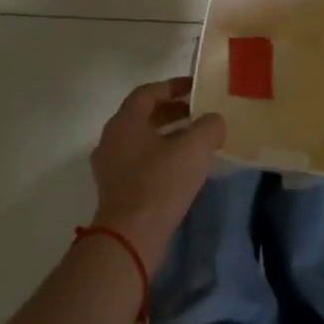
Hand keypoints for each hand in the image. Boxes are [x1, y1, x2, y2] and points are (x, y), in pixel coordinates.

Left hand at [88, 78, 226, 266]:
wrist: (131, 236)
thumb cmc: (161, 183)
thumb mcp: (195, 148)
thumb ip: (209, 126)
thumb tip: (214, 122)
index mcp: (125, 121)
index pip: (148, 92)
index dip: (173, 86)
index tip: (196, 88)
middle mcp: (111, 138)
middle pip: (142, 114)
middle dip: (172, 110)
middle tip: (198, 112)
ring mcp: (109, 165)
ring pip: (141, 139)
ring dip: (167, 134)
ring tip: (194, 139)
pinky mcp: (115, 188)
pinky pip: (138, 160)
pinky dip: (159, 155)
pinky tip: (181, 167)